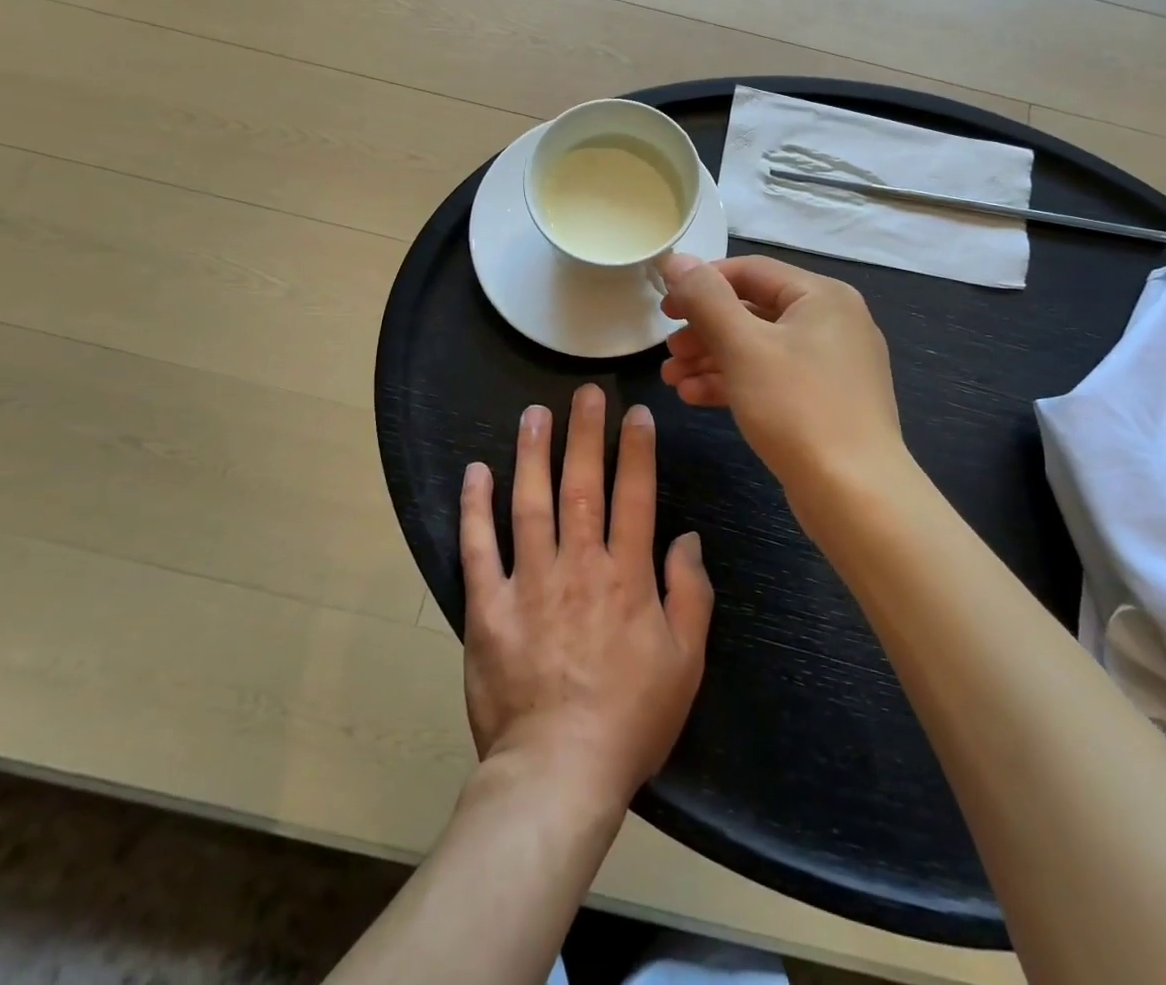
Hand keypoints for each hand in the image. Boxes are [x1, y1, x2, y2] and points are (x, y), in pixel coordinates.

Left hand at [460, 385, 713, 816]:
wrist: (559, 772)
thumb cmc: (631, 718)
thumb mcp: (685, 661)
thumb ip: (690, 594)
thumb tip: (687, 538)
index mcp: (627, 576)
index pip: (635, 496)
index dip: (636, 450)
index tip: (635, 413)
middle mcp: (579, 566)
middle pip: (582, 486)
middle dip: (586, 435)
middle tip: (585, 392)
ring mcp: (529, 582)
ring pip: (530, 503)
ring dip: (533, 454)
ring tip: (534, 414)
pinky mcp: (488, 607)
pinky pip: (479, 548)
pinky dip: (476, 508)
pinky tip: (476, 471)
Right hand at [658, 254, 905, 497]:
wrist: (856, 495)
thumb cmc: (798, 408)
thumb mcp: (744, 346)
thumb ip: (706, 299)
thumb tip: (676, 259)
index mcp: (822, 296)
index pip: (751, 271)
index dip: (702, 283)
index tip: (664, 306)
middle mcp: (832, 322)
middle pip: (754, 310)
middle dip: (704, 329)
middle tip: (667, 349)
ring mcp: (831, 365)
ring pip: (760, 348)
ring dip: (712, 359)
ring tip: (672, 378)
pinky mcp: (824, 402)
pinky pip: (772, 379)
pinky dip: (735, 383)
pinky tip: (694, 397)